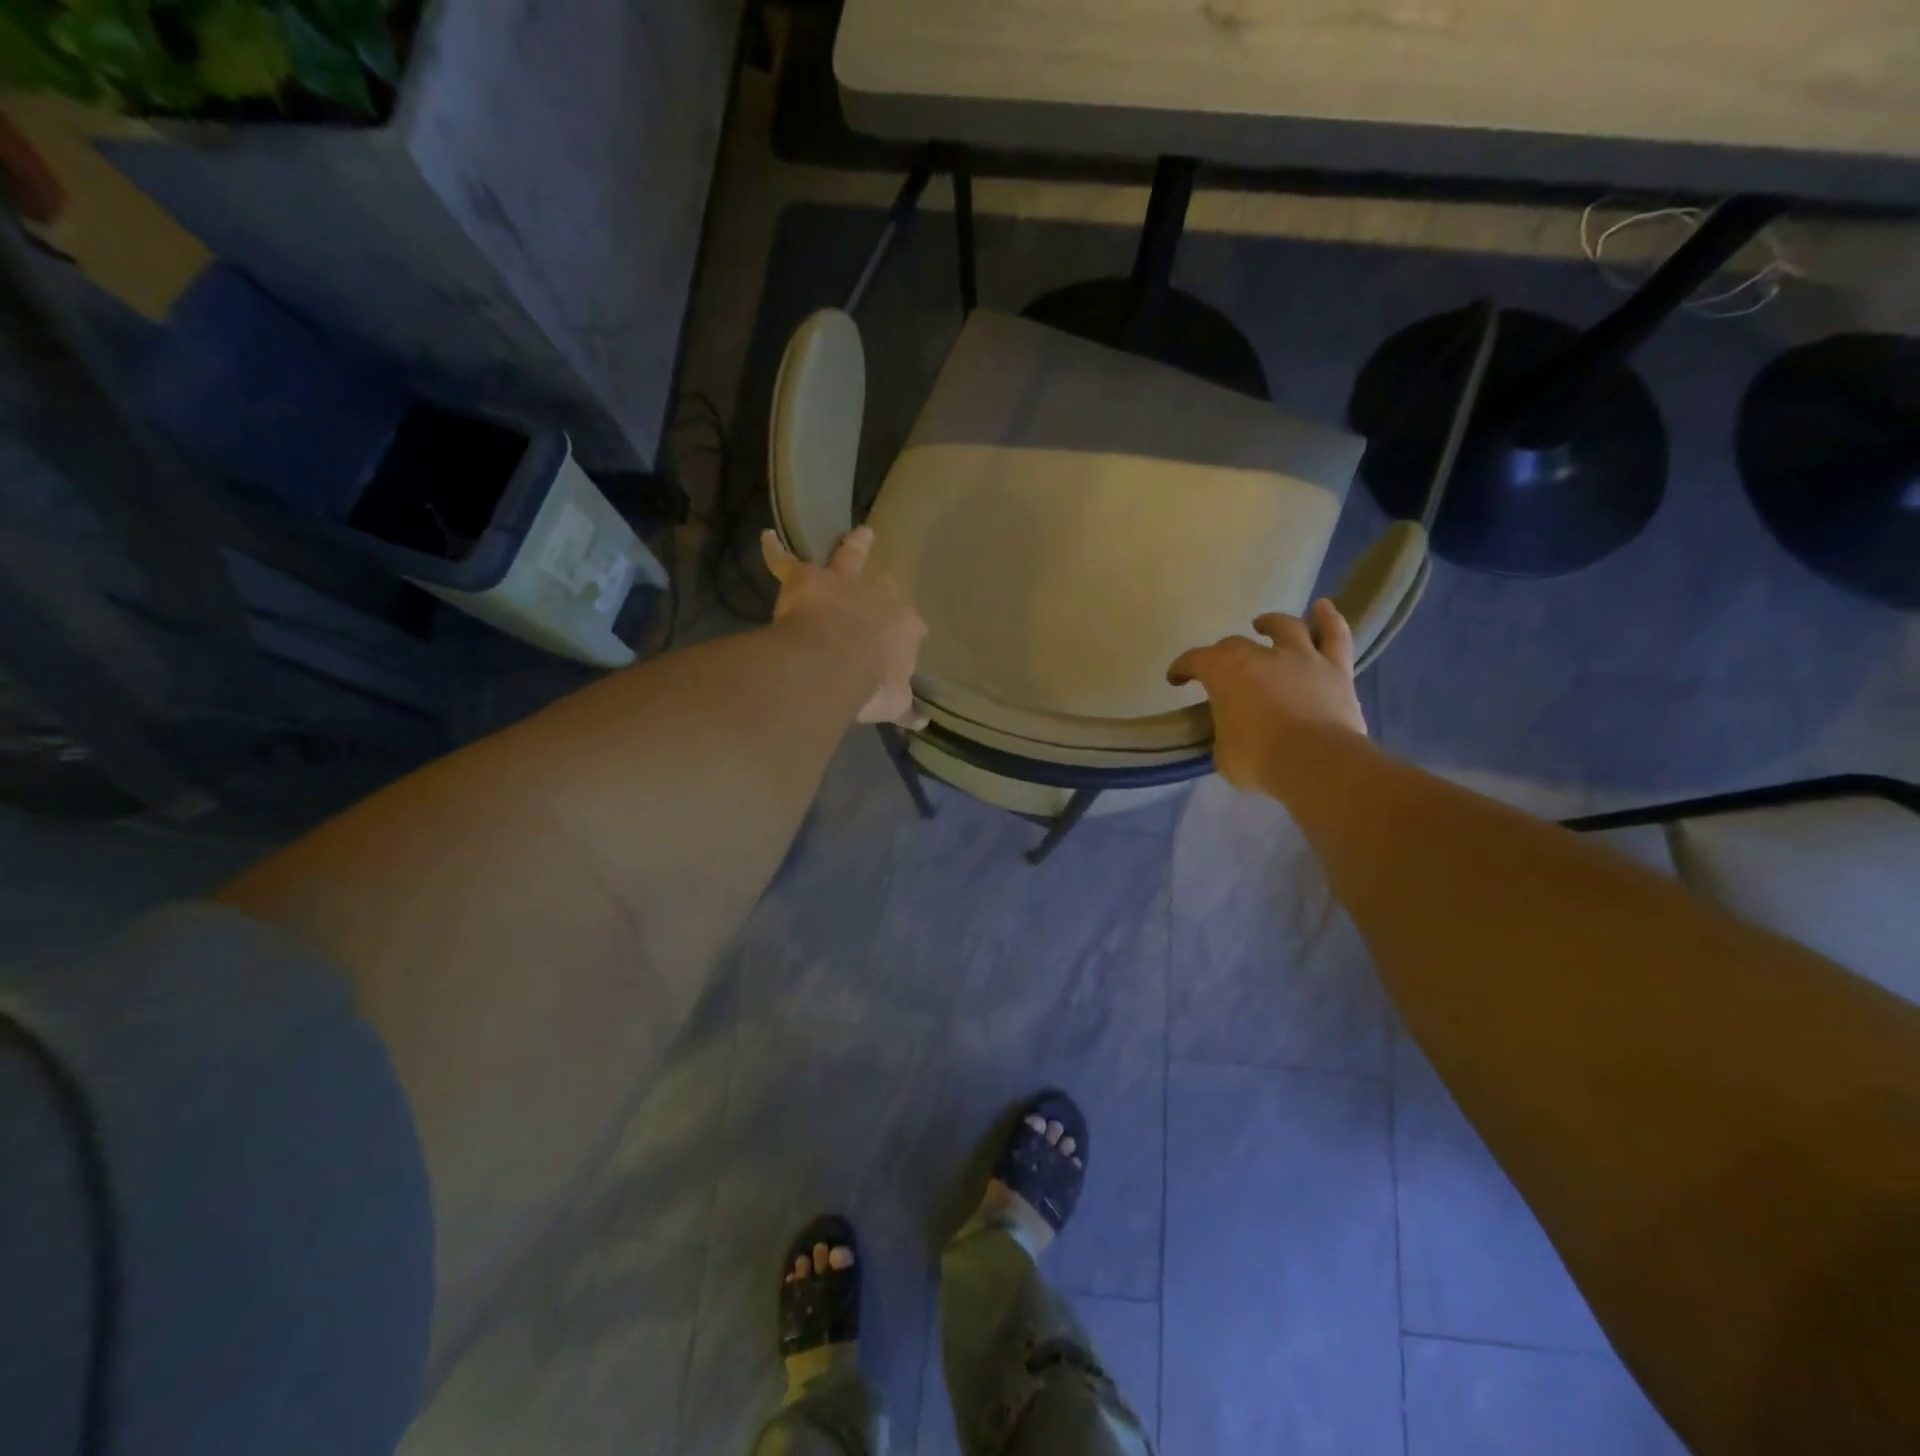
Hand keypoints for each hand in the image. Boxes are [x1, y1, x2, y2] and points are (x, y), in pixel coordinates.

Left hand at [762, 527, 927, 726]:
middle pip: (884, 587)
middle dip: (884, 588)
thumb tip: (920, 722)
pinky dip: (774, 551)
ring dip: (855, 546)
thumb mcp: (894, 702)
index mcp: (902, 628)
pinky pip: (786, 562)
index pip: (910, 627)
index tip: (909, 637)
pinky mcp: (806, 579)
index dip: (907, 632)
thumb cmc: (871, 684)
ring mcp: (842, 584)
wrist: (835, 662)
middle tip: (885, 585)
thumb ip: (905, 707)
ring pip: (849, 559)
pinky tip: (766, 538)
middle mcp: (877, 598)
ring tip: (861, 534)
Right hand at [1166, 598, 1367, 791]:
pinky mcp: (1336, 670)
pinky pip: (1334, 636)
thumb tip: (1234, 730)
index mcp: (1224, 672)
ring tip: (1264, 623)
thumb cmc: (1258, 758)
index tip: (1176, 679)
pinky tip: (1323, 608)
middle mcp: (1261, 655)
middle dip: (1223, 653)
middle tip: (1221, 668)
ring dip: (1272, 623)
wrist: (1316, 762)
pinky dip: (1328, 620)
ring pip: (1286, 628)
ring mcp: (1301, 658)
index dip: (1182, 668)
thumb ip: (1226, 731)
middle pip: (1235, 644)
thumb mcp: (1223, 751)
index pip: (1195, 660)